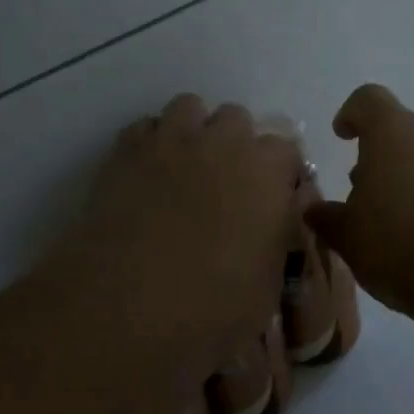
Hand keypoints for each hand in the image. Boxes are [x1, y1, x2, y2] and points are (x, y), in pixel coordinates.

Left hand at [51, 94, 300, 413]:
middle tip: (224, 182)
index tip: (272, 196)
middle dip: (234, 143)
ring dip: (192, 131)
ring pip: (190, 107)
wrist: (129, 305)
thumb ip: (280, 235)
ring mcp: (173, 140)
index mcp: (268, 171)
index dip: (279, 172)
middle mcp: (225, 142)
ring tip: (184, 167)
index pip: (286, 149)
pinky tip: (145, 174)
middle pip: (237, 118)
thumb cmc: (213, 306)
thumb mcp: (269, 283)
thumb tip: (279, 214)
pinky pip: (145, 127)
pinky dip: (150, 143)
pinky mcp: (127, 150)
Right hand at [305, 84, 413, 316]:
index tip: (342, 135)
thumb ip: (329, 218)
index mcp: (392, 131)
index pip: (368, 100)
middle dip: (381, 158)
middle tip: (365, 195)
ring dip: (411, 179)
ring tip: (397, 222)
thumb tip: (315, 210)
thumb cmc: (398, 240)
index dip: (352, 114)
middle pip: (402, 132)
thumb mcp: (349, 236)